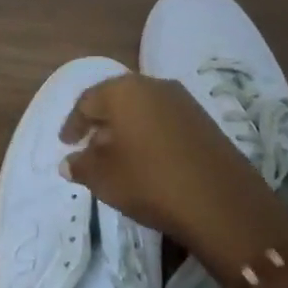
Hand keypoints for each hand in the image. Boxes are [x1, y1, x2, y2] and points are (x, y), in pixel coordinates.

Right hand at [59, 73, 285, 257]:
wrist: (221, 202)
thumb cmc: (150, 181)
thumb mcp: (104, 178)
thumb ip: (81, 165)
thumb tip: (69, 162)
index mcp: (124, 91)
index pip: (87, 101)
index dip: (73, 123)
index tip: (65, 143)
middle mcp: (153, 85)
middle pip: (117, 99)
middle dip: (100, 122)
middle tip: (89, 146)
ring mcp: (183, 101)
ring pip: (143, 109)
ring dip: (126, 128)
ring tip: (117, 155)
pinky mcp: (204, 120)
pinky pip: (165, 120)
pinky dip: (149, 134)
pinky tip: (147, 159)